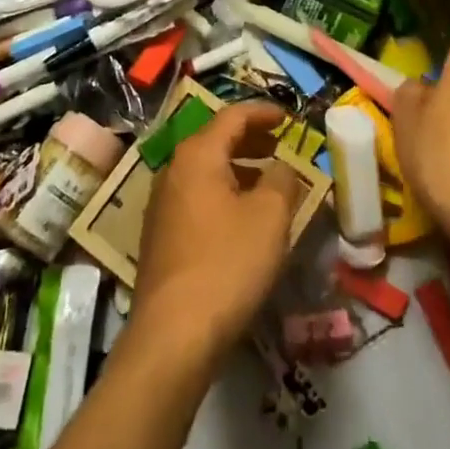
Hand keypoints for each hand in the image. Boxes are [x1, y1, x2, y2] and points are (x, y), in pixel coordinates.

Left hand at [132, 100, 304, 362]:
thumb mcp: (270, 217)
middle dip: (251, 139)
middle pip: (216, 139)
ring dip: (238, 168)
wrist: (173, 335)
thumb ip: (282, 179)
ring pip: (206, 170)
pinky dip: (223, 193)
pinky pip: (197, 197)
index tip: (289, 118)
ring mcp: (162, 204)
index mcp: (198, 154)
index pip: (233, 116)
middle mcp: (174, 169)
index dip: (264, 113)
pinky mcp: (160, 236)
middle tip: (280, 146)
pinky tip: (242, 219)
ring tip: (268, 182)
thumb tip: (282, 166)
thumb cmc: (227, 263)